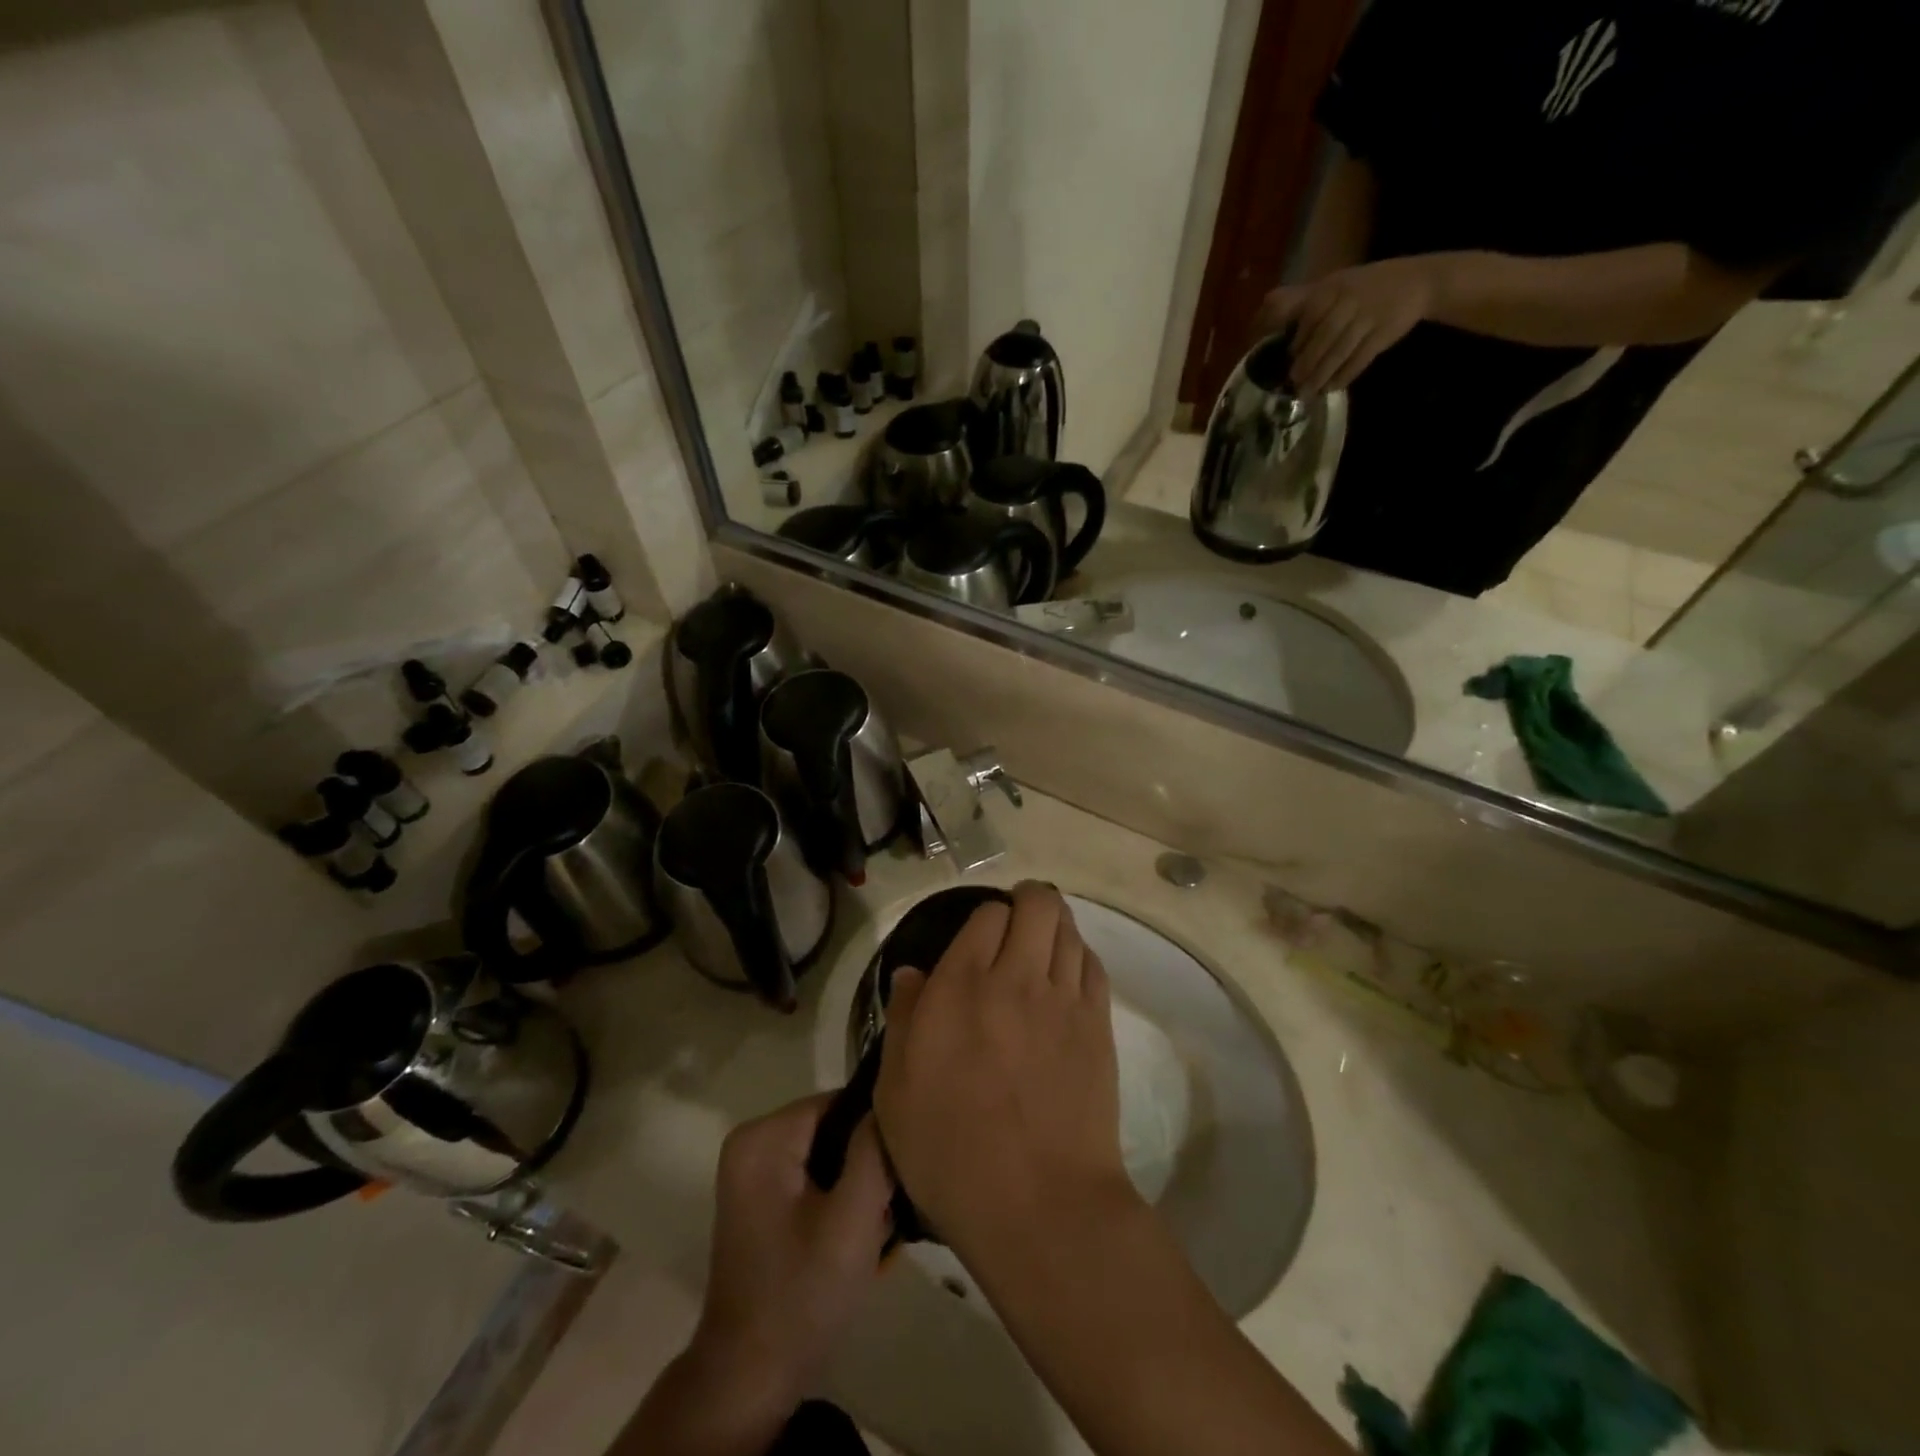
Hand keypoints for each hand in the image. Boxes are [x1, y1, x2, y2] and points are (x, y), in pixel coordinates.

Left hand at [688, 1095, 894, 1416]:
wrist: (750, 1380)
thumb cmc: (800, 1295)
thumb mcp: (851, 1221)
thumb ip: (874, 1152)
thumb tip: (891, 1100)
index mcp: (764, 1137)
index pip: (840, 1103)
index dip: (874, 1133)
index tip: (898, 1173)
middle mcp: (753, 1142)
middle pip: (835, 1129)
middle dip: (867, 1166)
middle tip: (887, 1210)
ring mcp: (755, 1172)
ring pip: (831, 1155)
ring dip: (858, 1188)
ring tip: (876, 1228)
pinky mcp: (763, 1199)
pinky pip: (817, 1178)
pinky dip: (841, 1203)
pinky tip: (859, 1238)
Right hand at [874, 883, 1132, 1259]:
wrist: (1037, 1202)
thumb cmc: (950, 1152)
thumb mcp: (897, 1092)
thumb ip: (904, 1019)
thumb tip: (912, 973)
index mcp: (961, 987)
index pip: (986, 915)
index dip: (985, 919)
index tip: (979, 940)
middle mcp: (1015, 977)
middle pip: (1037, 904)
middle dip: (1028, 900)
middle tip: (1017, 922)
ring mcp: (1063, 999)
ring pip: (1068, 928)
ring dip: (1055, 924)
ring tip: (1043, 943)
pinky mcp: (1097, 1025)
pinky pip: (1093, 965)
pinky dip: (1080, 956)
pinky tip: (1068, 974)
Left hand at [1256, 255, 1439, 393]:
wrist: (1417, 281)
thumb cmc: (1363, 288)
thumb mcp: (1334, 285)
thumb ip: (1303, 303)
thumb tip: (1263, 323)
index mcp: (1333, 288)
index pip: (1310, 318)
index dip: (1297, 343)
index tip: (1284, 363)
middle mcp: (1350, 300)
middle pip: (1324, 338)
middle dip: (1306, 365)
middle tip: (1293, 384)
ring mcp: (1369, 316)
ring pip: (1340, 351)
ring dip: (1322, 376)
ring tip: (1308, 393)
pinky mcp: (1384, 333)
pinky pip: (1360, 359)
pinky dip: (1344, 376)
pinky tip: (1332, 388)